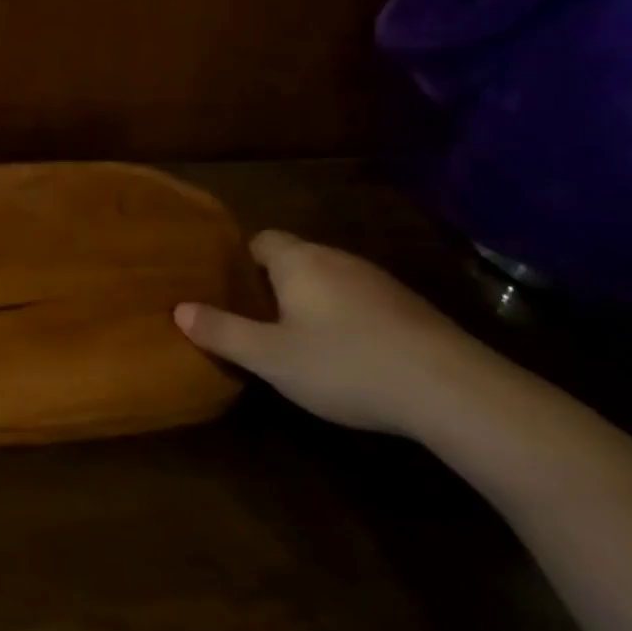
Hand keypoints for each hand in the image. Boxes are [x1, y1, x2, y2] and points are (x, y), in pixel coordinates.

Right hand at [175, 231, 491, 434]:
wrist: (452, 390)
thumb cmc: (345, 364)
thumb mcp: (271, 357)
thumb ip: (222, 331)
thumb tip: (179, 309)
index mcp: (298, 260)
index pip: (259, 240)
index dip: (241, 263)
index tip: (230, 293)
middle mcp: (336, 258)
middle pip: (294, 259)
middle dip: (274, 285)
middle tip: (258, 322)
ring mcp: (378, 281)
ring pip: (329, 281)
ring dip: (313, 303)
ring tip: (301, 342)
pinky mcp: (410, 308)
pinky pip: (361, 302)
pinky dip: (348, 319)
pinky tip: (351, 356)